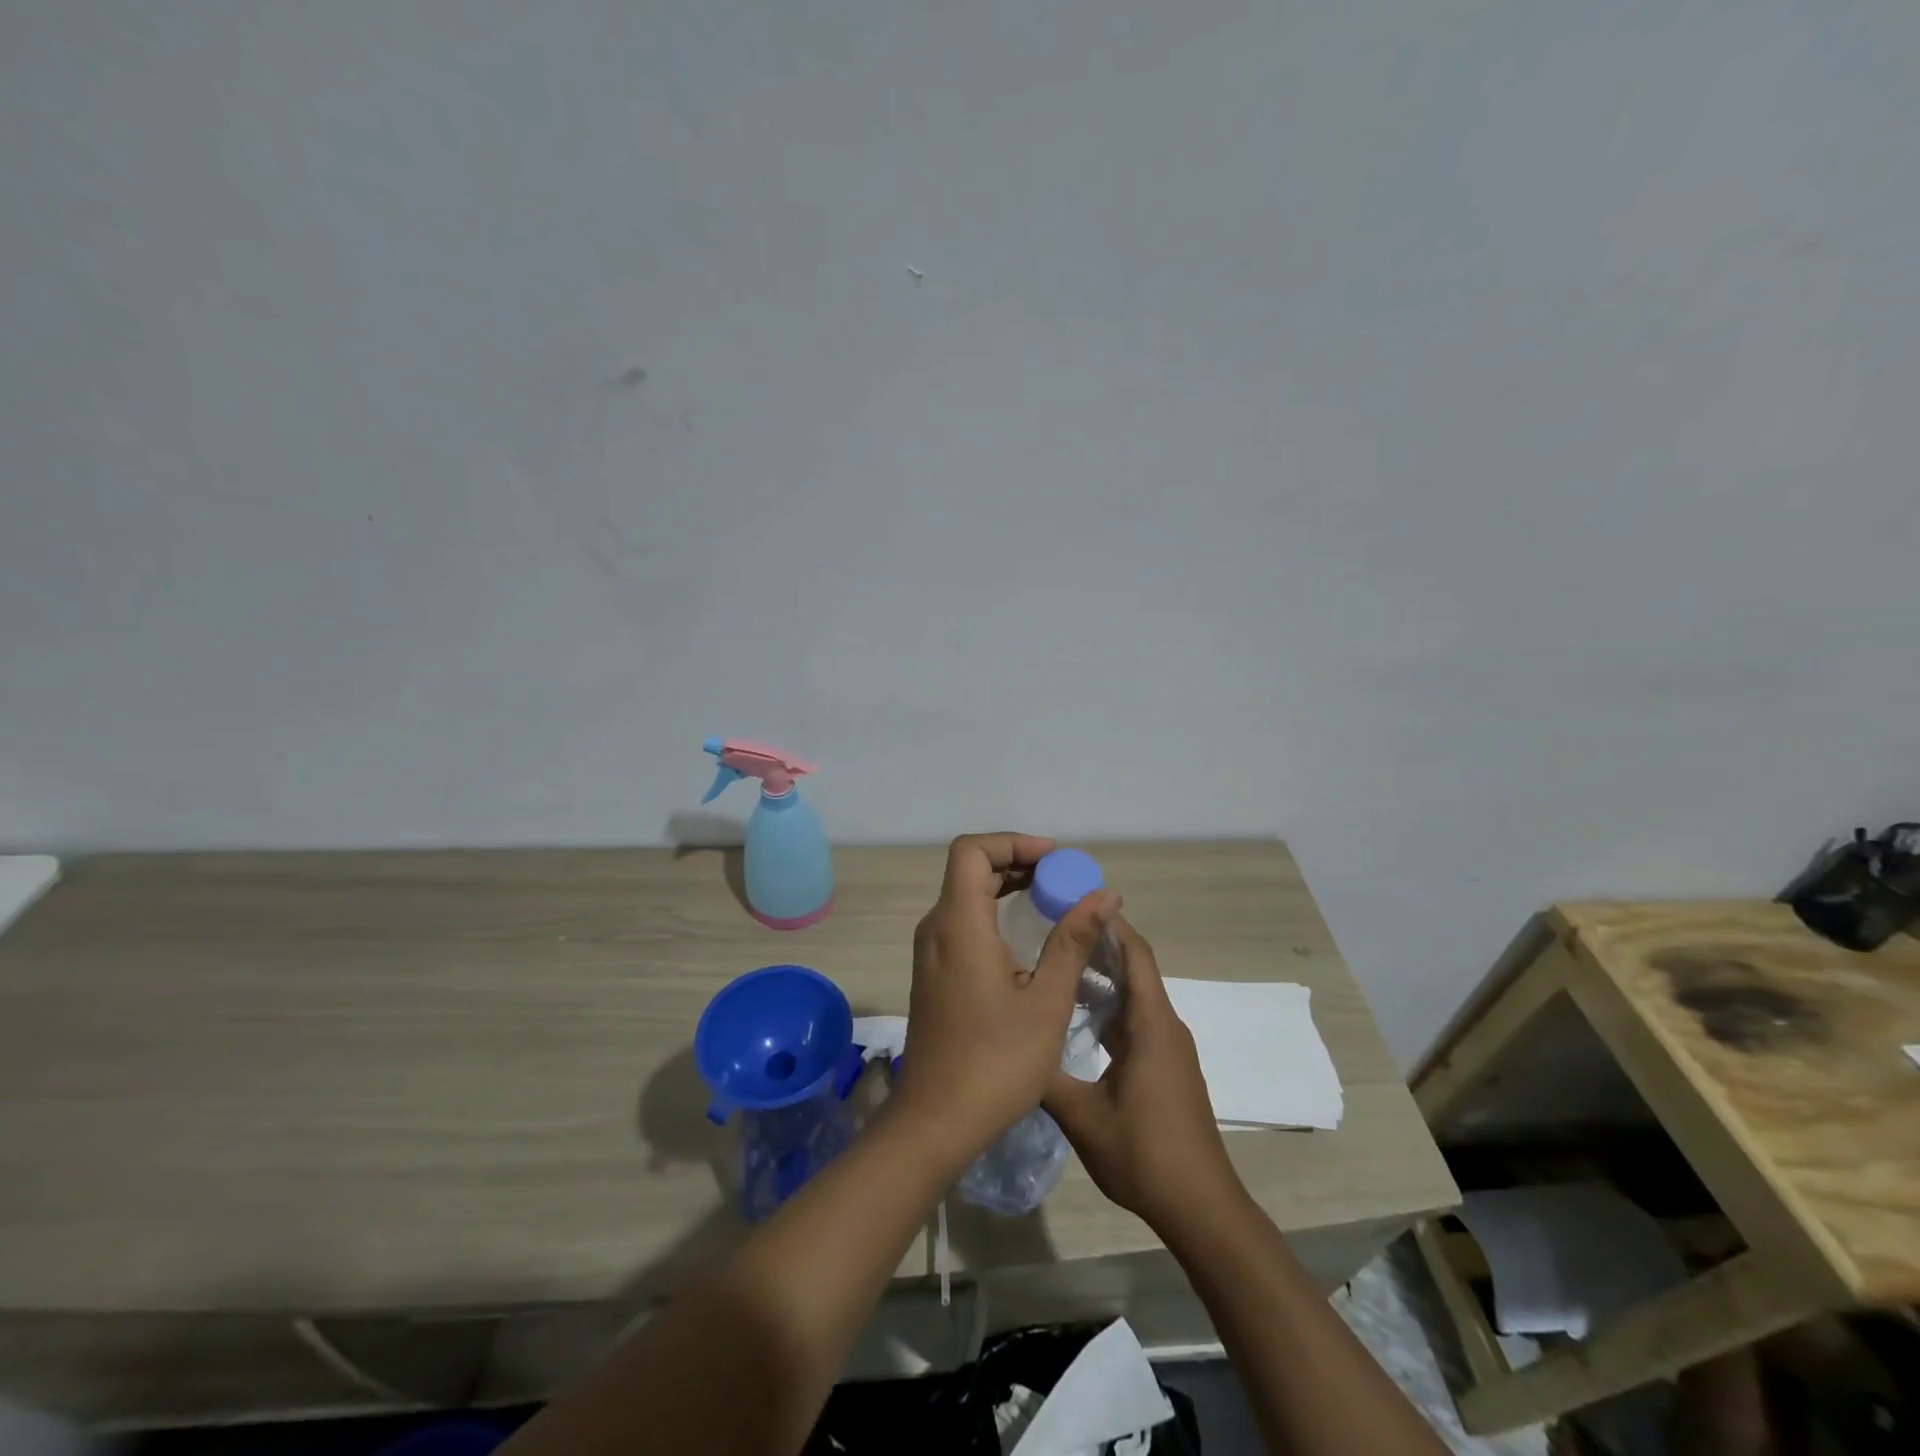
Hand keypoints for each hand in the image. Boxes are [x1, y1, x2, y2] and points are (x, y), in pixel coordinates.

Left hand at [892, 834, 1120, 1162]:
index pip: (972, 850)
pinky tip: (1026, 938)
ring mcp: (930, 953)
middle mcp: (936, 929)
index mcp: (958, 924)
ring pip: (964, 895)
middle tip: (1061, 879)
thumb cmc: (996, 1061)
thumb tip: (1105, 894)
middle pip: (969, 869)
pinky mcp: (933, 974)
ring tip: (1051, 900)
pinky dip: (993, 913)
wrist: (935, 1121)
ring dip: (1004, 887)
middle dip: (1015, 862)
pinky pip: (961, 922)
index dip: (1013, 842)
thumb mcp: (1046, 1000)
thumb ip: (1073, 941)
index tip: (1054, 859)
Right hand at [1043, 918, 1245, 1236]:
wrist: (1201, 1207)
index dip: (1109, 922)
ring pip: (1134, 994)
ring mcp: (1167, 1046)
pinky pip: (1135, 1018)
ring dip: (1101, 973)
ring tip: (1057, 960)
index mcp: (1151, 1024)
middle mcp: (1164, 1025)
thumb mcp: (1083, 1118)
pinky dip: (1108, 1004)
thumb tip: (1011, 1045)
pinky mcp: (1165, 1065)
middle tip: (1051, 925)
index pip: (1135, 953)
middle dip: (1097, 941)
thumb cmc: (1145, 1155)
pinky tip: (1076, 1012)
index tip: (1073, 899)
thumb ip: (1045, 1077)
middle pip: (1134, 967)